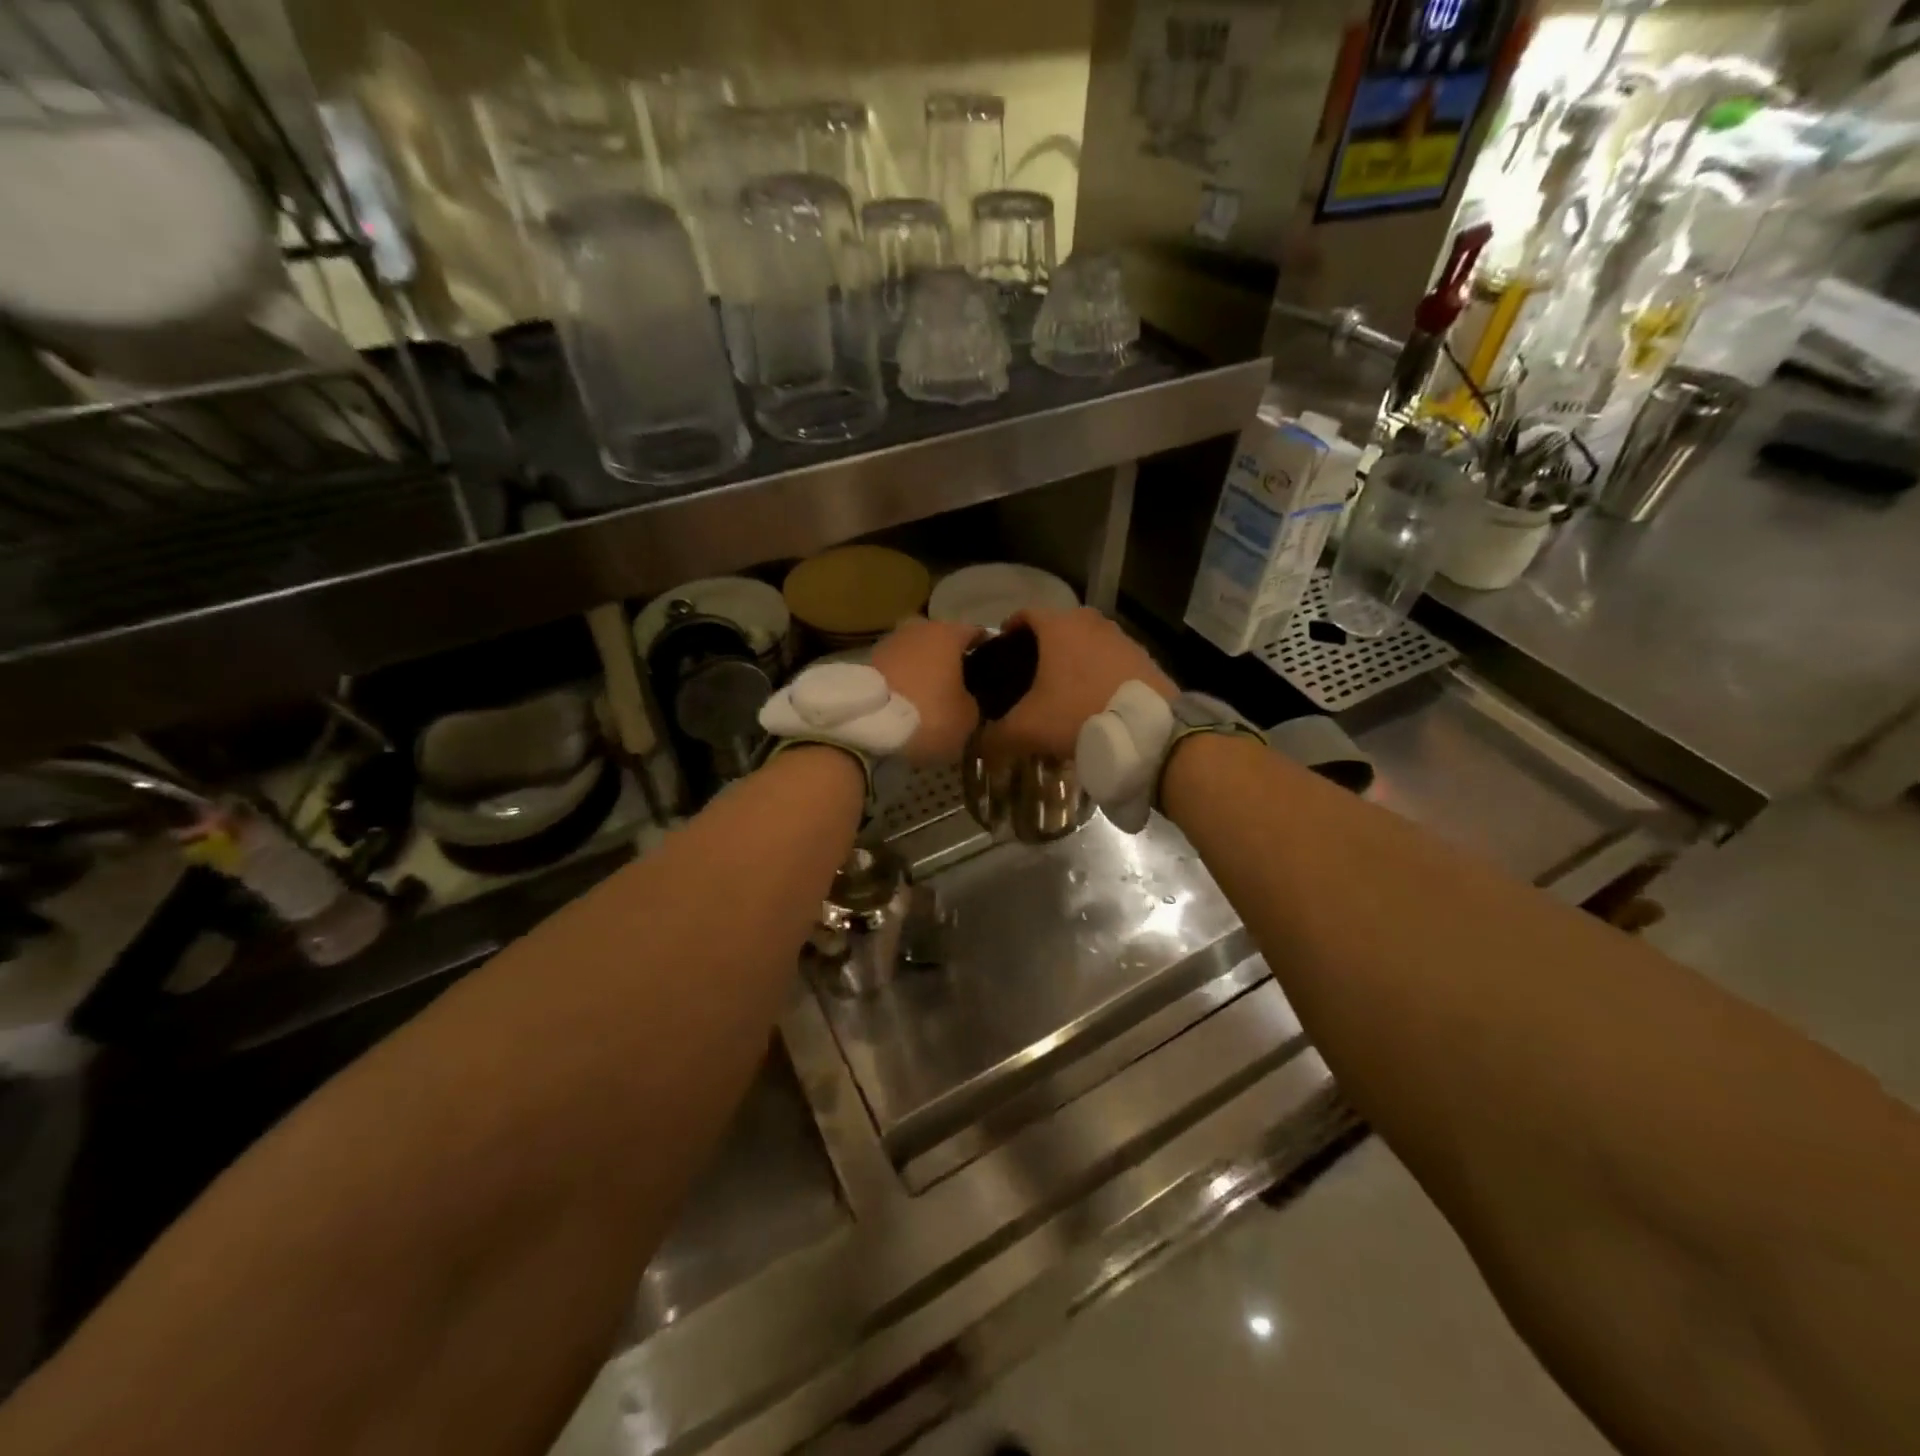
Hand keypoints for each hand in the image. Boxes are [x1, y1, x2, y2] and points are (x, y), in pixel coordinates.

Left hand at [870, 616, 983, 764]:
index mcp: (948, 633)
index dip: (987, 651)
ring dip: (922, 670)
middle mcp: (917, 628)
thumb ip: (973, 700)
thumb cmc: (928, 715)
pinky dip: (901, 681)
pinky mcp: (863, 662)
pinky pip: (894, 669)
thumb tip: (965, 698)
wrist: (866, 727)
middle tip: (958, 687)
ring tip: (929, 697)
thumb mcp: (968, 717)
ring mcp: (887, 642)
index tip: (991, 672)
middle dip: (949, 660)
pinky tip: (905, 702)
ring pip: (915, 654)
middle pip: (941, 641)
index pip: (976, 633)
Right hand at [983, 607, 1174, 759]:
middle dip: (1041, 650)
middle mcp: (1089, 621)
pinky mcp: (1143, 657)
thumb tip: (980, 744)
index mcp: (1057, 626)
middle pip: (1056, 629)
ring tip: (1063, 693)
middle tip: (1029, 679)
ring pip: (1085, 643)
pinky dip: (1098, 673)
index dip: (1008, 633)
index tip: (1001, 654)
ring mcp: (1120, 637)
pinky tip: (1093, 701)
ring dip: (1072, 661)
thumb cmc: (1077, 715)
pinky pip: (1110, 660)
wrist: (1147, 731)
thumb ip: (995, 735)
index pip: (1024, 615)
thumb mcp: (1027, 730)